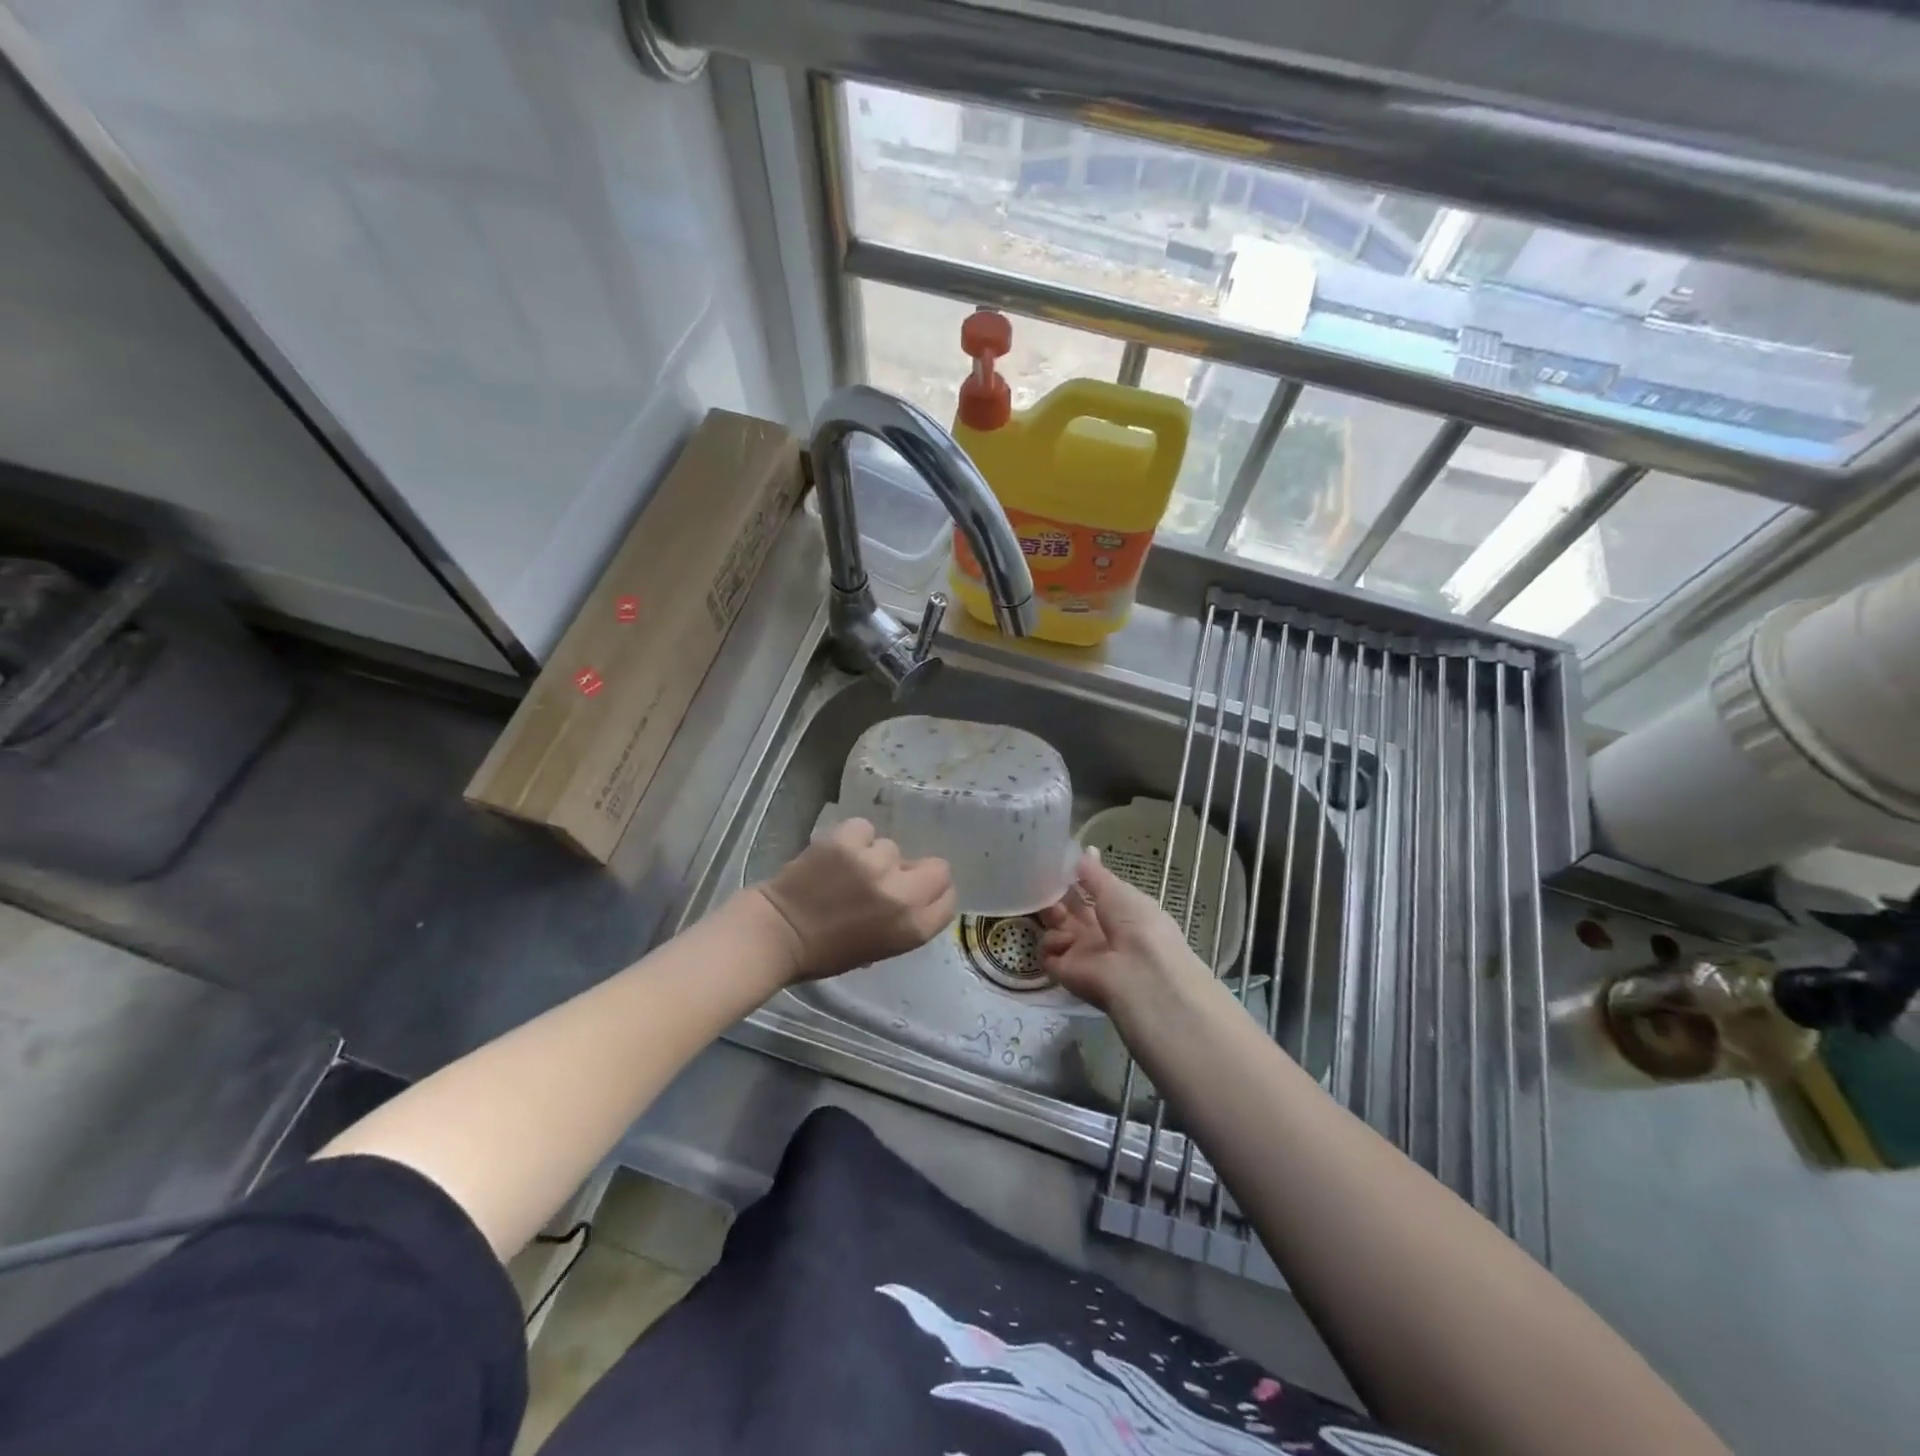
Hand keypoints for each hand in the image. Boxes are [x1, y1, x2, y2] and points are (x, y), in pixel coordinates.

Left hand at [748, 817, 956, 982]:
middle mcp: (902, 895)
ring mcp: (875, 864)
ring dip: (874, 856)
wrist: (778, 934)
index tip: (915, 892)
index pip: (948, 898)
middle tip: (886, 876)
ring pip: (891, 848)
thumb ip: (905, 918)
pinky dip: (851, 839)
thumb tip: (912, 887)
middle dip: (913, 870)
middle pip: (936, 868)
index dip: (932, 893)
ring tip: (847, 870)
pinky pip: (864, 829)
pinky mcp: (848, 841)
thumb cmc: (827, 952)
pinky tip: (835, 854)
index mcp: (913, 928)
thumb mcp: (881, 946)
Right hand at [1039, 849, 1209, 1012]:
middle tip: (1048, 883)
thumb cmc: (1137, 924)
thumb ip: (1095, 873)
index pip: (1091, 893)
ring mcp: (1081, 953)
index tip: (1058, 864)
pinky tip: (1066, 941)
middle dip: (1058, 895)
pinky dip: (1051, 943)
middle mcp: (1099, 932)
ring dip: (1052, 915)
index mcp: (1118, 912)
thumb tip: (1085, 850)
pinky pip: (1047, 953)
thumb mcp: (1118, 890)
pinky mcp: (1065, 972)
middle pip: (1070, 910)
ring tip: (1057, 912)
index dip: (1075, 879)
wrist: (1141, 975)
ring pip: (1055, 928)